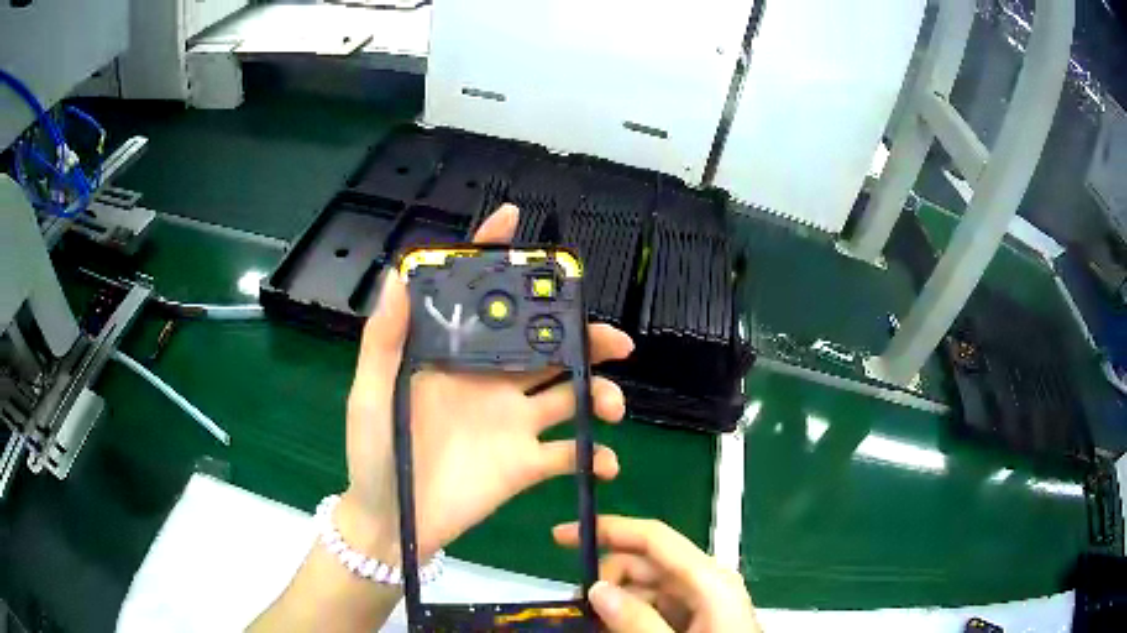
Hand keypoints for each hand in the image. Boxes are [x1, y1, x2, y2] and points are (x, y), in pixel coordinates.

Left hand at [342, 204, 634, 560]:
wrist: (393, 520)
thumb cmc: (375, 453)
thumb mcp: (370, 392)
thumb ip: (385, 339)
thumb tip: (400, 272)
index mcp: (457, 358)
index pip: (482, 299)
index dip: (497, 258)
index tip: (516, 221)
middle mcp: (492, 382)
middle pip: (548, 347)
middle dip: (584, 336)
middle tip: (611, 340)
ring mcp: (514, 424)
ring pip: (570, 396)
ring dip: (600, 394)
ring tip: (610, 406)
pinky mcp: (527, 465)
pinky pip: (570, 455)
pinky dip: (593, 456)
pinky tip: (602, 461)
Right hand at [554, 516, 760, 632]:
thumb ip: (637, 621)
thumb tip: (597, 589)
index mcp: (708, 579)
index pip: (653, 538)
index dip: (608, 529)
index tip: (563, 536)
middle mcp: (706, 582)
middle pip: (646, 564)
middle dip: (606, 578)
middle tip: (576, 607)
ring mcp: (703, 601)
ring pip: (648, 588)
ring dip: (615, 602)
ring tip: (592, 623)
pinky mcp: (699, 619)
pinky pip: (657, 607)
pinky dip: (631, 615)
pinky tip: (614, 630)